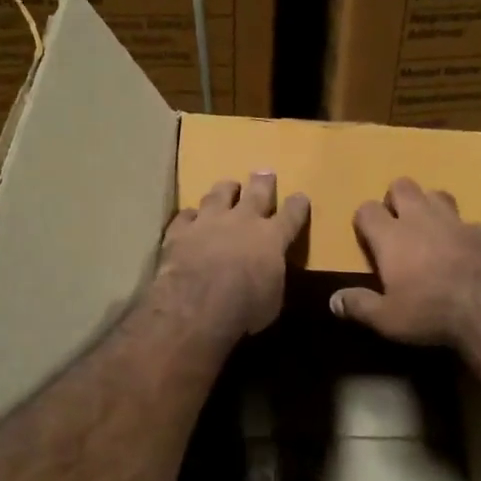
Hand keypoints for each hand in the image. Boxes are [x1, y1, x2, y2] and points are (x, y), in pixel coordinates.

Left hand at [154, 172, 310, 341]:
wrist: (197, 305)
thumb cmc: (245, 308)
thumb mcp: (272, 299)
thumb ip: (272, 277)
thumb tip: (269, 273)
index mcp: (272, 238)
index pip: (292, 214)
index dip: (297, 204)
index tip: (300, 197)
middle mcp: (243, 221)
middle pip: (256, 192)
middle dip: (263, 182)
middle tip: (264, 172)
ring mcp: (209, 221)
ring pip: (219, 194)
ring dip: (225, 189)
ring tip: (228, 186)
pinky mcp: (180, 230)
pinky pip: (186, 215)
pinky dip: (190, 216)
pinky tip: (190, 217)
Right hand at [331, 177, 480, 348]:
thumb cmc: (429, 312)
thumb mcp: (387, 319)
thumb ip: (359, 306)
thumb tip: (333, 301)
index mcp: (391, 237)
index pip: (367, 209)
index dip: (364, 219)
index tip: (367, 235)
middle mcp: (420, 219)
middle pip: (402, 186)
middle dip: (396, 198)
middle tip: (397, 223)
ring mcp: (455, 221)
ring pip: (437, 194)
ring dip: (430, 205)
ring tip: (430, 227)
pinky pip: (469, 222)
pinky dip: (463, 232)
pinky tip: (466, 249)